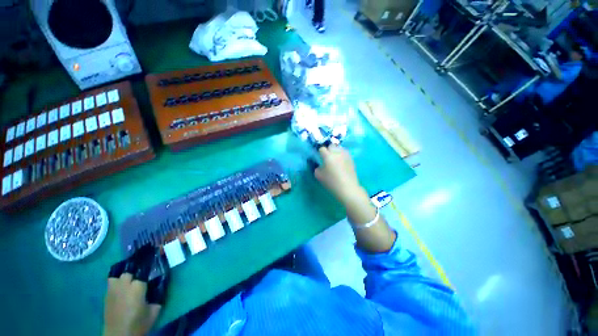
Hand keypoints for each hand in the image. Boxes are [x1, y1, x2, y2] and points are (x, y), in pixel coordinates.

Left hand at [103, 272, 160, 335]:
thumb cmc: (139, 323)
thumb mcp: (154, 310)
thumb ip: (157, 295)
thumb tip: (159, 286)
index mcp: (137, 287)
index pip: (144, 272)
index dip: (148, 271)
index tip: (153, 272)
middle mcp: (124, 285)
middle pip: (129, 272)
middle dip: (134, 275)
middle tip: (140, 280)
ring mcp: (112, 290)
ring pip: (117, 276)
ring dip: (123, 278)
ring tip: (129, 283)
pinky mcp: (106, 297)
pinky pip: (111, 284)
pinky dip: (116, 284)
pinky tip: (122, 289)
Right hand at [314, 145, 366, 204]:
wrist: (347, 187)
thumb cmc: (331, 182)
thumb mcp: (319, 176)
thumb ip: (317, 168)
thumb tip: (320, 165)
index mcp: (328, 156)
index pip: (322, 149)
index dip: (320, 152)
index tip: (320, 157)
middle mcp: (337, 152)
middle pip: (331, 146)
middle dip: (328, 150)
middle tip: (327, 157)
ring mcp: (345, 155)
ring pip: (339, 148)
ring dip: (336, 151)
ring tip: (335, 158)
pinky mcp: (351, 159)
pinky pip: (345, 153)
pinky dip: (342, 155)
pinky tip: (341, 162)